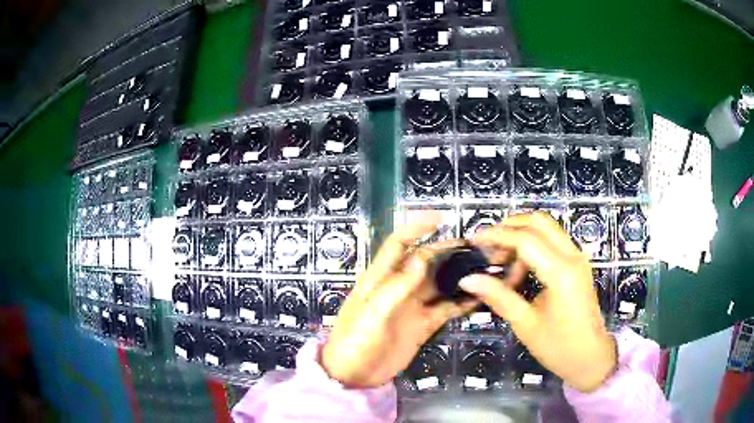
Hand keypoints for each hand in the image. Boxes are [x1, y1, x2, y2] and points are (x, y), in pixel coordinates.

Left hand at [321, 221, 477, 388]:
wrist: (354, 376)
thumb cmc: (355, 343)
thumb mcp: (371, 314)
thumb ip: (396, 287)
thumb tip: (422, 257)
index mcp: (380, 279)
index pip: (398, 244)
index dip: (416, 227)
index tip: (440, 219)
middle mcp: (399, 288)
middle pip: (426, 262)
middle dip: (448, 251)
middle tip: (476, 248)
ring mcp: (413, 306)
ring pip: (440, 283)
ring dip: (459, 275)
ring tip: (484, 269)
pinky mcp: (423, 324)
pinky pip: (446, 308)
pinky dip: (462, 302)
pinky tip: (478, 298)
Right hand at [461, 212, 616, 392]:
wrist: (591, 358)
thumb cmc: (559, 347)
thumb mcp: (525, 324)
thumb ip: (498, 296)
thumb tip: (468, 280)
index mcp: (561, 273)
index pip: (526, 239)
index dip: (497, 236)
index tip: (474, 241)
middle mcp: (572, 257)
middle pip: (539, 221)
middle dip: (510, 227)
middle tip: (489, 247)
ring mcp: (578, 258)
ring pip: (547, 229)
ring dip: (522, 237)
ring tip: (504, 267)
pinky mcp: (577, 264)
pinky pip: (553, 242)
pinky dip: (533, 246)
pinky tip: (520, 271)